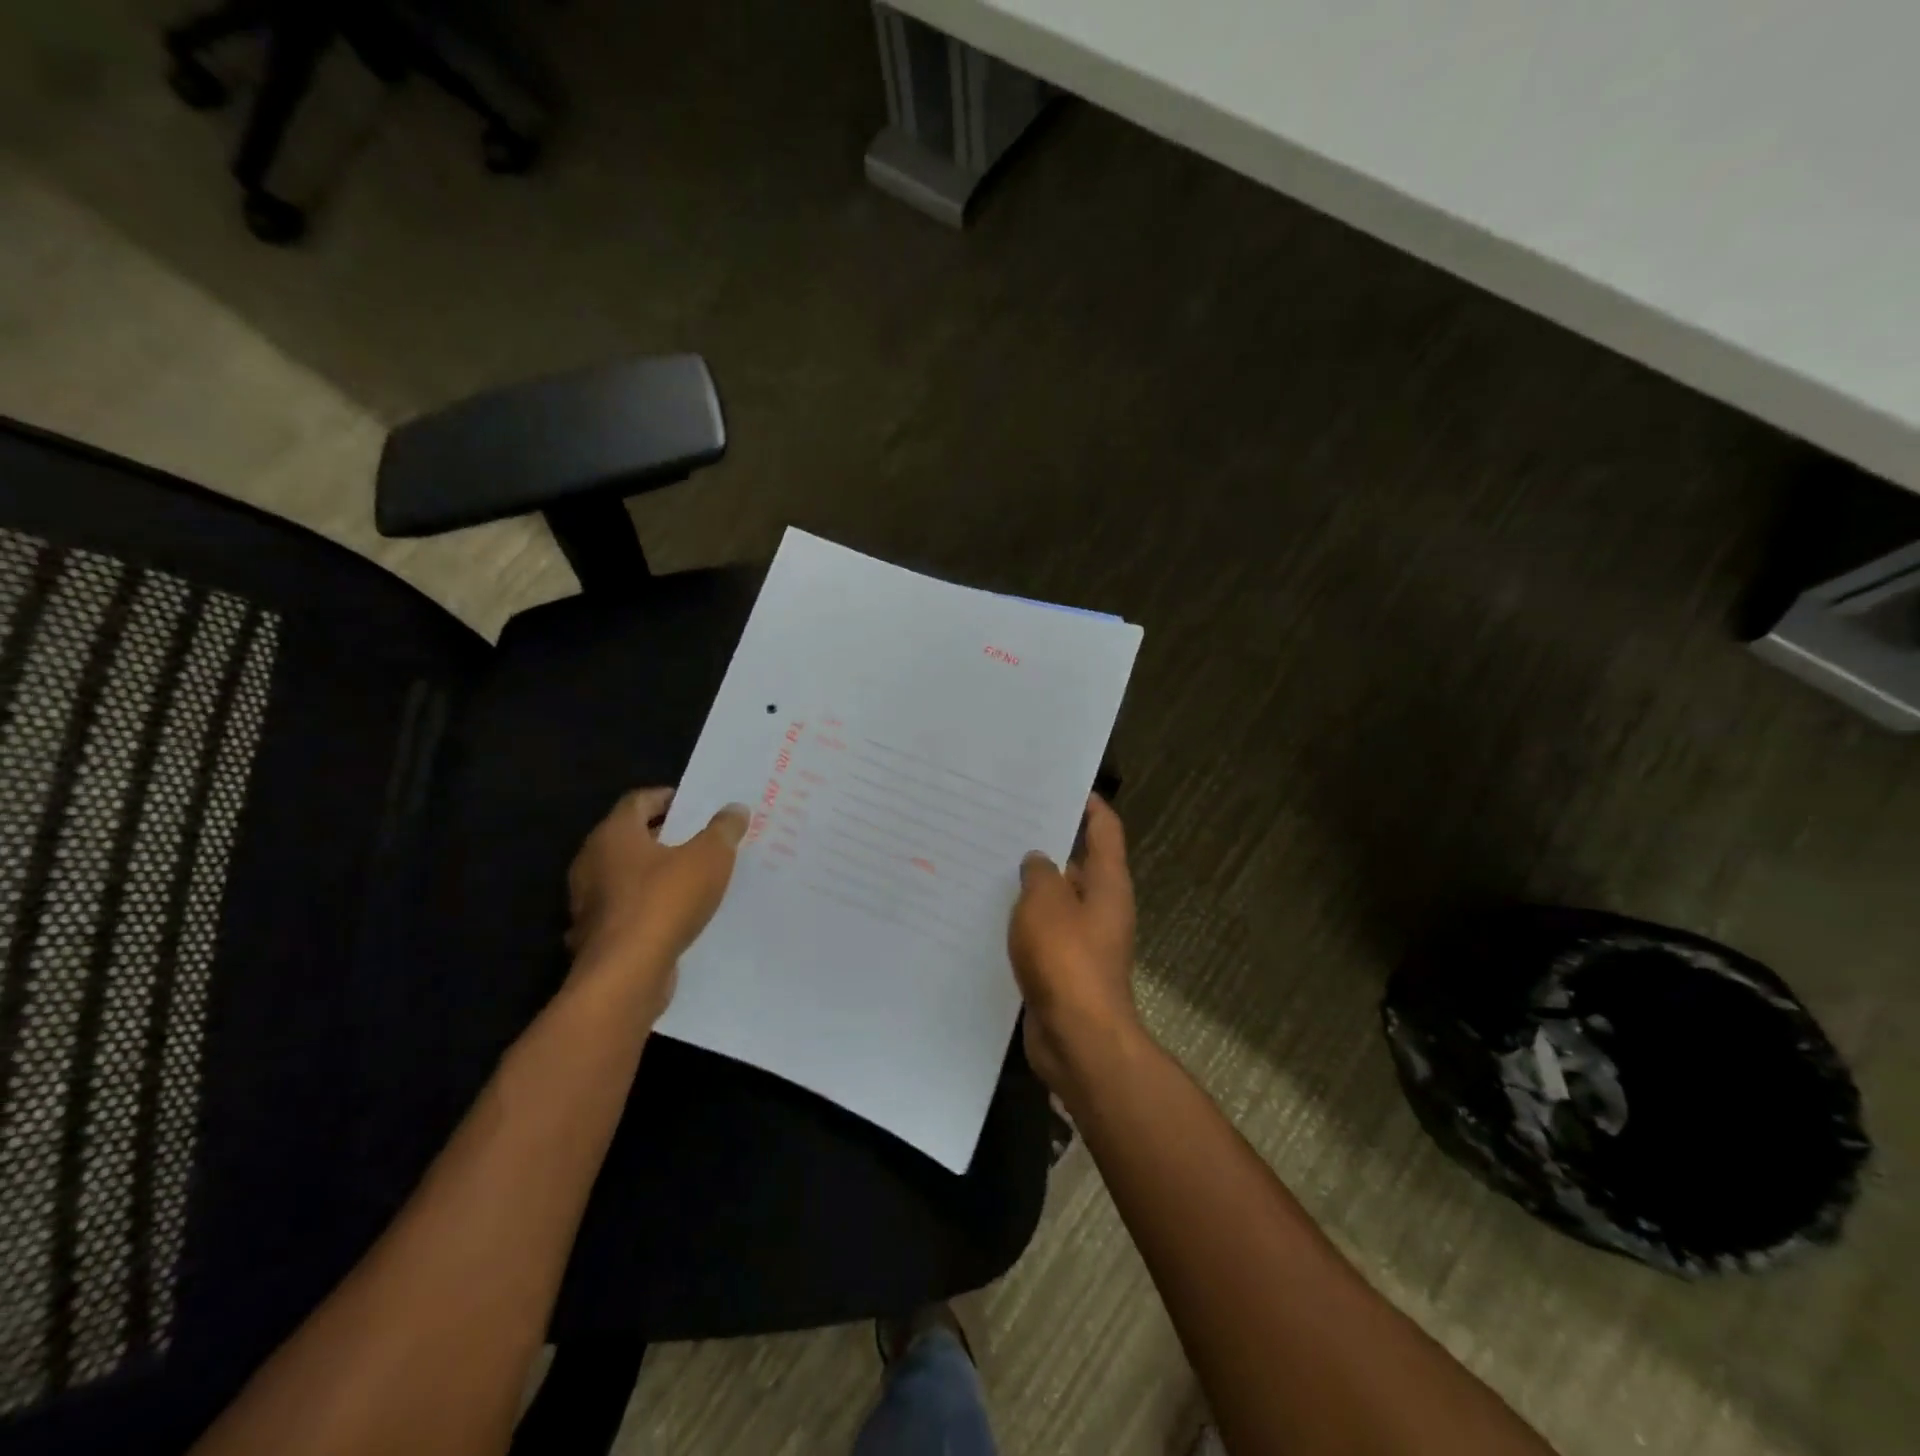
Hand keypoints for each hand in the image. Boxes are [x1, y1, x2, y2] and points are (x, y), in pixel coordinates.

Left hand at [565, 788, 748, 1022]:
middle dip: (663, 836)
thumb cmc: (665, 902)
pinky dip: (647, 907)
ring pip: (625, 876)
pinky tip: (675, 915)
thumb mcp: (709, 858)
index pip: (638, 801)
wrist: (626, 976)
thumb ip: (723, 830)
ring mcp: (588, 902)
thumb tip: (734, 809)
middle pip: (629, 837)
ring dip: (655, 874)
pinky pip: (625, 910)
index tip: (694, 803)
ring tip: (693, 877)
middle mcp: (591, 862)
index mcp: (613, 834)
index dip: (667, 798)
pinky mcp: (595, 935)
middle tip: (700, 837)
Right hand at [1008, 794, 1140, 1092]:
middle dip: (1047, 842)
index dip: (1089, 804)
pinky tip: (987, 912)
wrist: (1078, 1039)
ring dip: (1029, 884)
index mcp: (1107, 884)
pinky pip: (1041, 932)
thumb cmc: (1066, 960)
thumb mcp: (1046, 903)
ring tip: (987, 860)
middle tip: (1005, 820)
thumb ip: (1039, 874)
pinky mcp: (1063, 966)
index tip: (1061, 784)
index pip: (1105, 829)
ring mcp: (1082, 939)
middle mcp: (1100, 907)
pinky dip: (1022, 920)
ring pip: (1054, 900)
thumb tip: (1038, 860)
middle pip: (1077, 862)